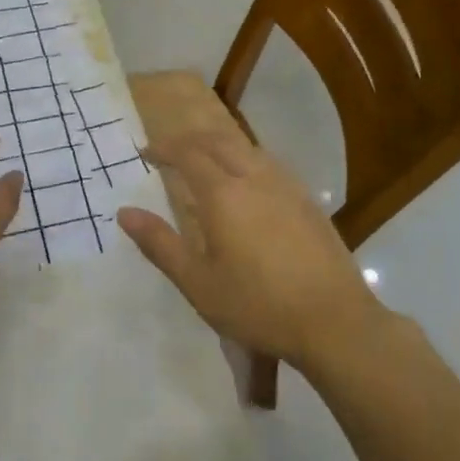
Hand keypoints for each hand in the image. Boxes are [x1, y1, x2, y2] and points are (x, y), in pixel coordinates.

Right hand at [117, 130, 377, 367]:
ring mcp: (287, 186)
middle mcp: (255, 178)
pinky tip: (246, 184)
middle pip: (218, 141)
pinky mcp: (307, 200)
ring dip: (219, 146)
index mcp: (224, 194)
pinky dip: (245, 159)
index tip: (145, 153)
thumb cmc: (258, 306)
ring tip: (204, 163)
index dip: (164, 148)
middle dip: (190, 140)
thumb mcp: (199, 283)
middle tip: (170, 151)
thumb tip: (125, 212)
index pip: (188, 154)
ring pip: (246, 148)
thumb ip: (160, 244)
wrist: (334, 321)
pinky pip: (269, 163)